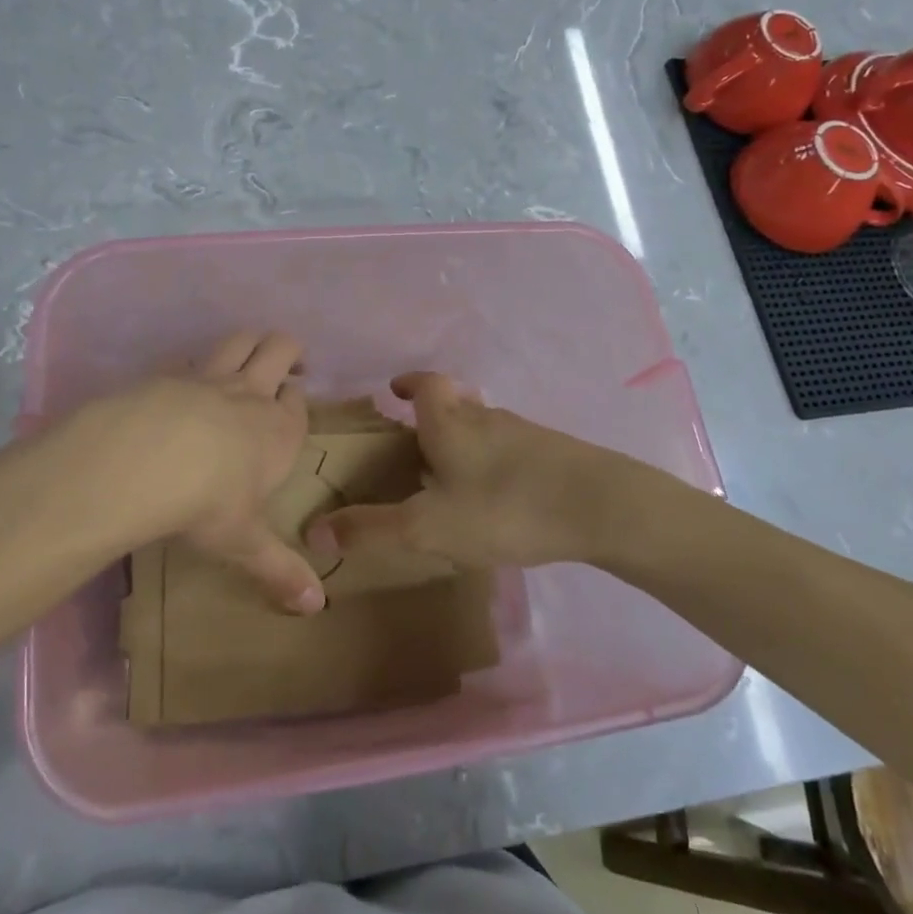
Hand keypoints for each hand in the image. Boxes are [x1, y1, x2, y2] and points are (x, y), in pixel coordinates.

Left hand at [49, 331, 324, 613]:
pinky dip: (194, 362)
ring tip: (249, 354)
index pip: (298, 403)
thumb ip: (279, 570)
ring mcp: (210, 377)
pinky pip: (189, 357)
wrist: (148, 459)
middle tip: (286, 367)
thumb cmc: (209, 502)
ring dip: (250, 342)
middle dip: (288, 352)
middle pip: (281, 349)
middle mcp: (252, 395)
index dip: (296, 402)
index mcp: (279, 430)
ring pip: (241, 339)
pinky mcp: (170, 373)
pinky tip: (183, 379)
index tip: (291, 408)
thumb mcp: (245, 542)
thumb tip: (316, 608)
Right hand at [309, 373, 635, 569]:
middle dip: (433, 413)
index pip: (425, 385)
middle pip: (455, 401)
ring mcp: (523, 432)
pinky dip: (493, 458)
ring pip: (484, 423)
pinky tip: (497, 492)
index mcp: (451, 423)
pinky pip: (510, 446)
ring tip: (451, 470)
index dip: (408, 383)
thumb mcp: (429, 526)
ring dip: (464, 436)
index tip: (394, 390)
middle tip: (416, 438)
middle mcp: (486, 417)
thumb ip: (372, 529)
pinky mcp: (552, 452)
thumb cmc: (504, 508)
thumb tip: (313, 530)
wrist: (600, 505)